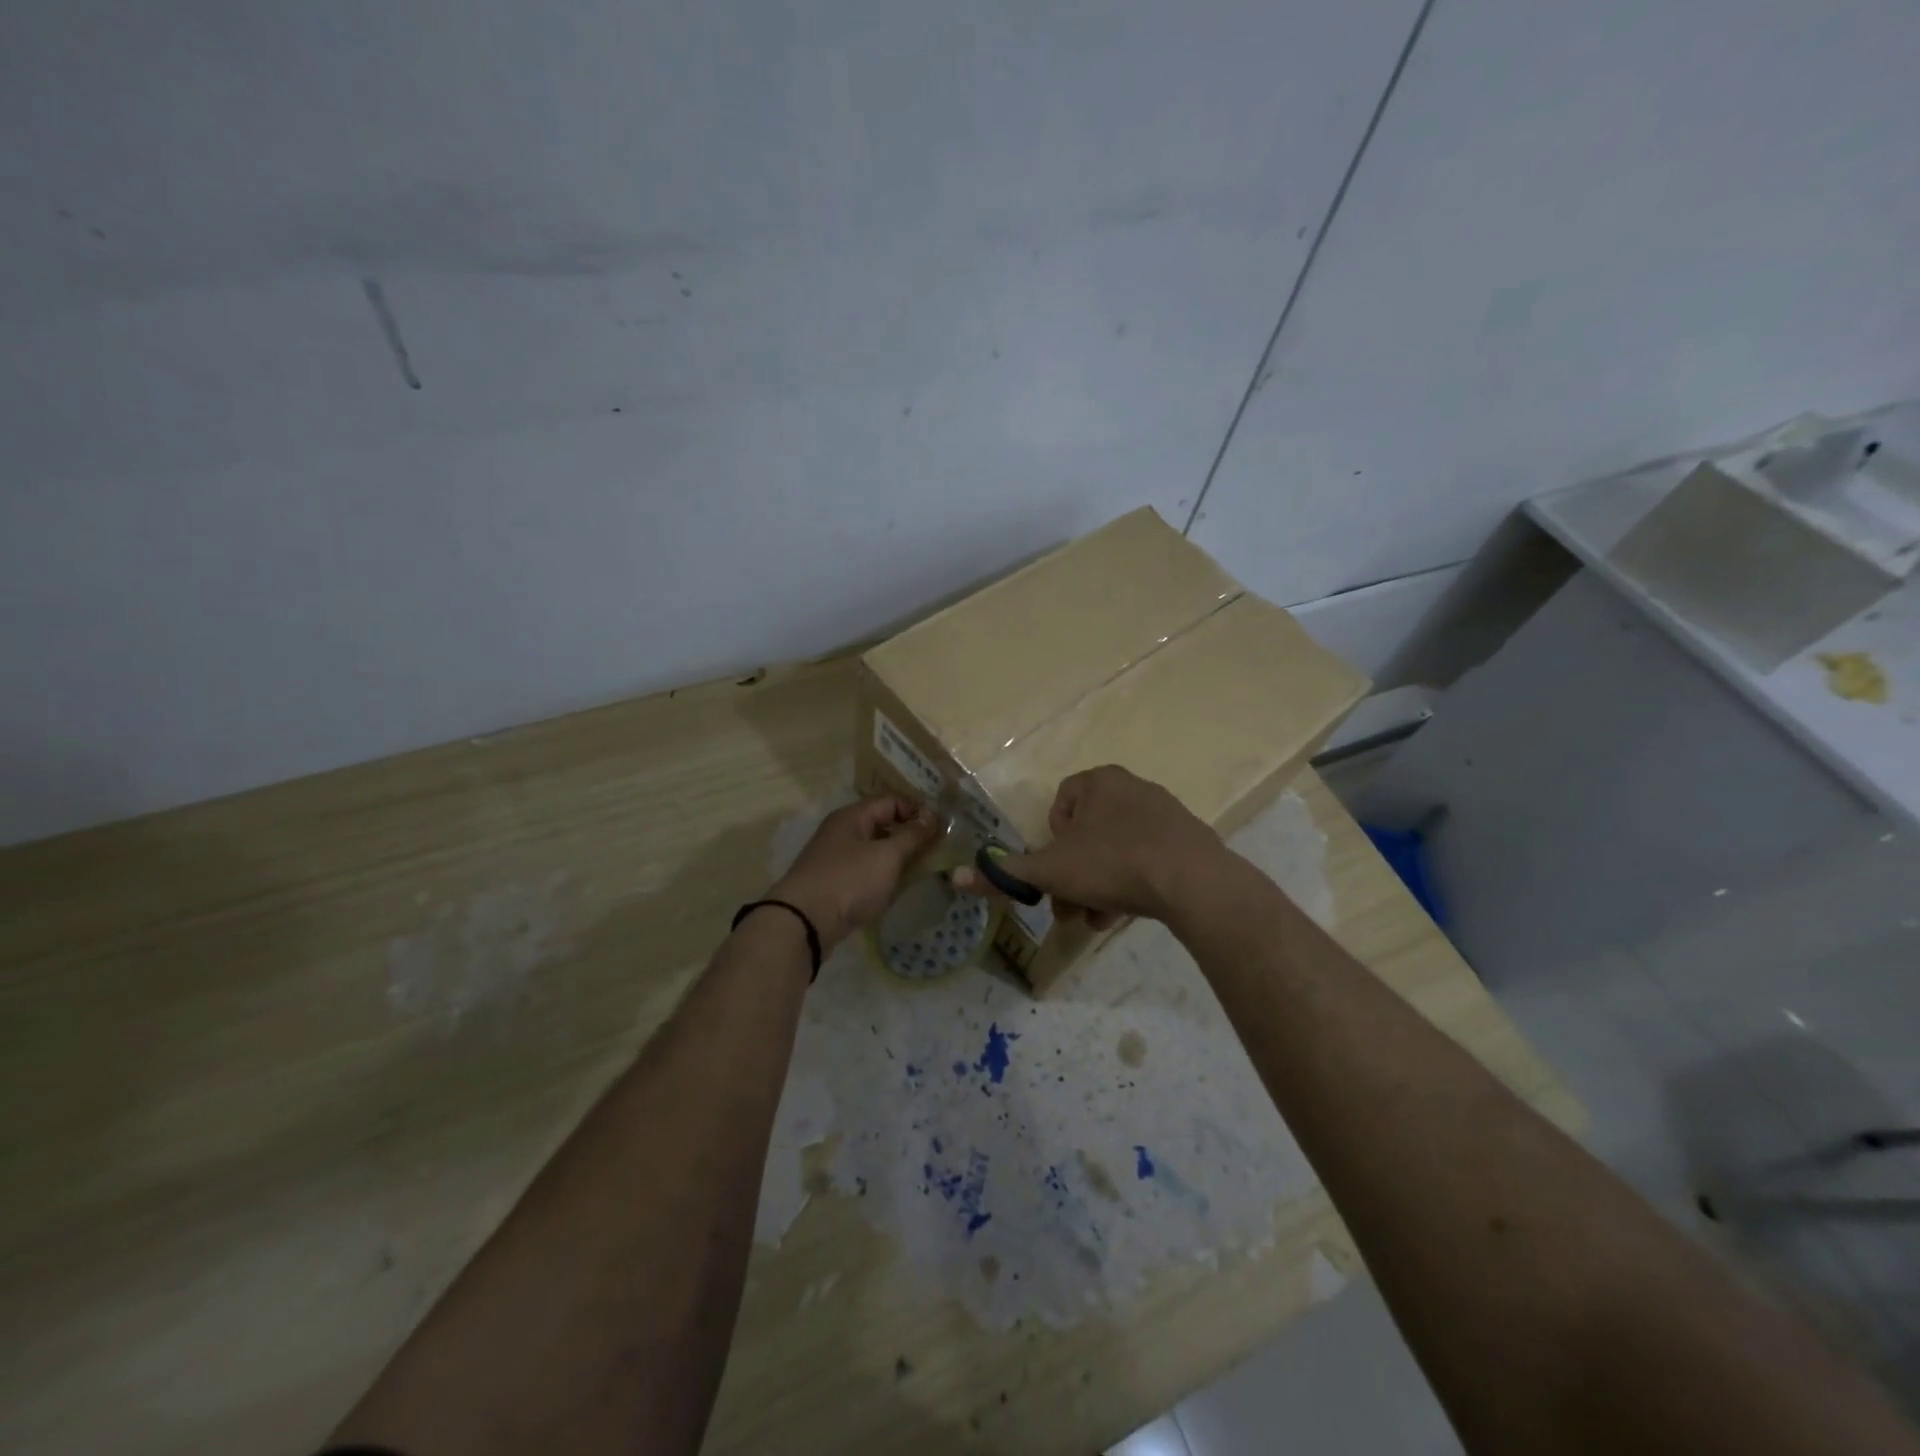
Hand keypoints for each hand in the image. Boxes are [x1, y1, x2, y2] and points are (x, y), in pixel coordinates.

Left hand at [768, 796, 940, 948]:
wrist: (804, 922)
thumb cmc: (849, 881)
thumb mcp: (887, 856)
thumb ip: (912, 835)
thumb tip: (932, 816)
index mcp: (853, 816)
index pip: (891, 800)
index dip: (917, 810)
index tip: (941, 828)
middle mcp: (842, 831)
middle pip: (882, 824)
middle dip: (910, 835)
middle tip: (937, 850)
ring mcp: (836, 857)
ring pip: (874, 849)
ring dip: (898, 857)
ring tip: (923, 870)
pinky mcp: (834, 882)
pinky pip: (865, 870)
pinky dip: (883, 875)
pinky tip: (897, 887)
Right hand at [953, 765, 1225, 927]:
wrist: (1193, 882)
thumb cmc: (1113, 863)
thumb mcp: (1050, 871)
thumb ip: (1006, 874)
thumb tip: (956, 876)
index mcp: (1099, 782)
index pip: (1061, 802)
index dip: (1052, 839)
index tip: (1056, 868)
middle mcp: (1132, 787)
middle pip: (1088, 834)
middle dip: (1074, 874)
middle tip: (1071, 908)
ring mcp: (1164, 813)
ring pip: (1116, 851)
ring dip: (1099, 886)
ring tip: (1099, 920)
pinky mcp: (1187, 839)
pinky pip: (1147, 858)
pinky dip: (1131, 884)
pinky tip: (1127, 913)